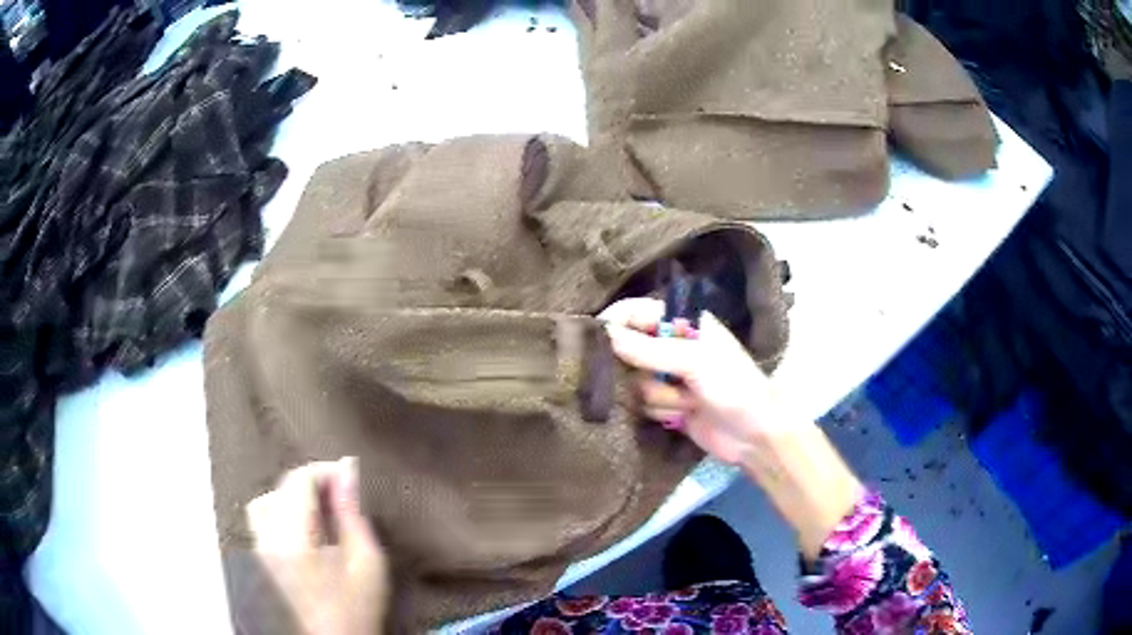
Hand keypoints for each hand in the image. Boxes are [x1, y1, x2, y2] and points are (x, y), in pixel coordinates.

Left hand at [246, 458, 388, 634]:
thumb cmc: (355, 609)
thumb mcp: (367, 563)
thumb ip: (353, 514)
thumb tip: (347, 469)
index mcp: (291, 538)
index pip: (298, 481)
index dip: (324, 471)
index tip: (351, 477)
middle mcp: (265, 539)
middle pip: (279, 489)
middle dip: (311, 484)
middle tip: (341, 497)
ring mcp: (257, 551)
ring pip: (265, 504)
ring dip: (292, 498)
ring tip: (321, 513)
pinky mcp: (258, 562)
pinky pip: (262, 523)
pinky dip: (281, 516)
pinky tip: (305, 534)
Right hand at [601, 297, 862, 558]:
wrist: (755, 435)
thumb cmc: (733, 386)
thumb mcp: (695, 361)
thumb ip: (649, 349)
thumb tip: (606, 336)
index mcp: (683, 322)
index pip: (635, 312)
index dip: (614, 323)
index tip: (593, 341)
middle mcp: (671, 345)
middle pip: (627, 348)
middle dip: (637, 368)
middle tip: (654, 378)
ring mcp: (668, 376)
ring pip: (633, 381)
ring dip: (658, 395)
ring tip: (687, 400)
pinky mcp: (666, 404)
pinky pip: (642, 404)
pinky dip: (662, 411)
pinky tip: (684, 414)